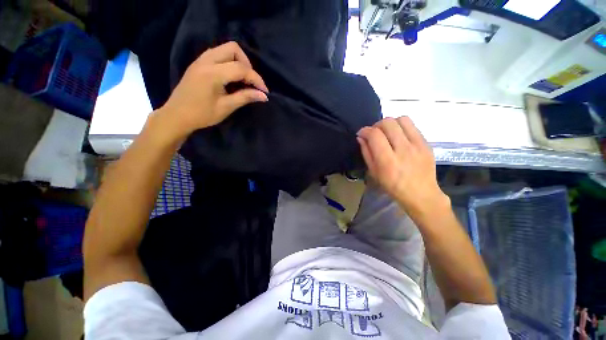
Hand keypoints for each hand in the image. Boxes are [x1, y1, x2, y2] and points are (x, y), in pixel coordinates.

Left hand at [155, 41, 268, 140]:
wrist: (177, 115)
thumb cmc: (202, 115)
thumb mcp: (226, 107)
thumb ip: (245, 97)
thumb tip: (263, 96)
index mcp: (212, 73)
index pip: (241, 68)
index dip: (256, 79)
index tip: (264, 91)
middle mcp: (206, 61)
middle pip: (233, 48)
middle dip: (247, 64)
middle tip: (251, 81)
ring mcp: (201, 60)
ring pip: (225, 49)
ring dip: (238, 61)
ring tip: (243, 79)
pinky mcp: (199, 63)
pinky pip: (218, 54)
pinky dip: (229, 62)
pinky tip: (231, 77)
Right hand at [357, 117, 448, 218]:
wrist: (421, 194)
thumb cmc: (392, 186)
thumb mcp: (374, 172)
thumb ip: (366, 152)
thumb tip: (361, 137)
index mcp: (387, 161)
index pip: (374, 135)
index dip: (365, 130)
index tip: (361, 134)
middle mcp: (403, 150)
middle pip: (387, 123)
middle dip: (376, 125)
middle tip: (374, 134)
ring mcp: (417, 145)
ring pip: (401, 119)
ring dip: (390, 123)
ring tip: (387, 133)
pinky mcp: (426, 143)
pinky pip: (412, 125)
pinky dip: (401, 127)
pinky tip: (399, 136)